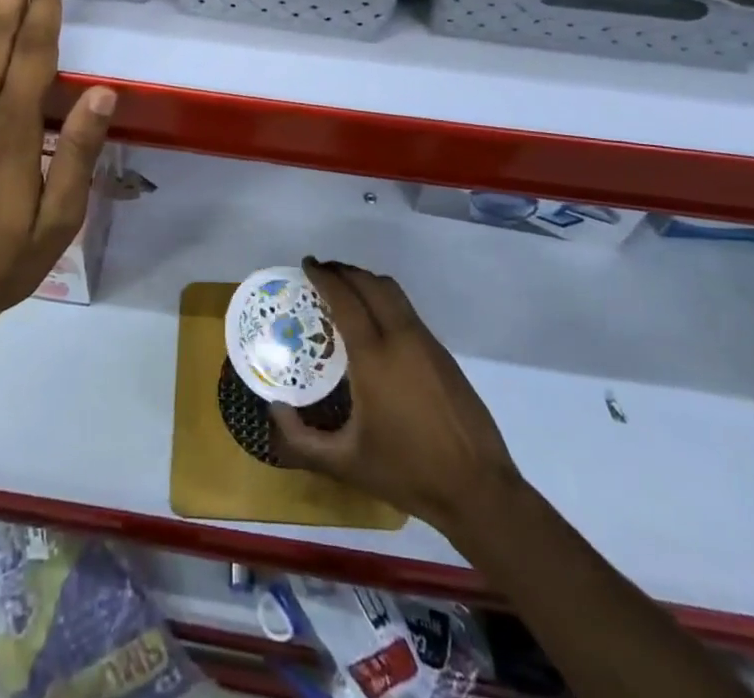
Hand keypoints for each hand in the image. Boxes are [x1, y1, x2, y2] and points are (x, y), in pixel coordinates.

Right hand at [272, 257, 520, 532]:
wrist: (477, 489)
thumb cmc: (407, 472)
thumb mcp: (345, 464)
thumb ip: (302, 440)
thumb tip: (275, 409)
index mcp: (374, 357)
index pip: (345, 299)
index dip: (324, 277)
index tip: (307, 264)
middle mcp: (401, 338)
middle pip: (370, 284)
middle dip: (344, 271)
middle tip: (321, 272)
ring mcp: (426, 342)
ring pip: (392, 292)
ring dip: (366, 281)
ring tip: (345, 290)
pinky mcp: (443, 353)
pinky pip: (407, 310)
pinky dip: (385, 300)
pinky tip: (375, 321)